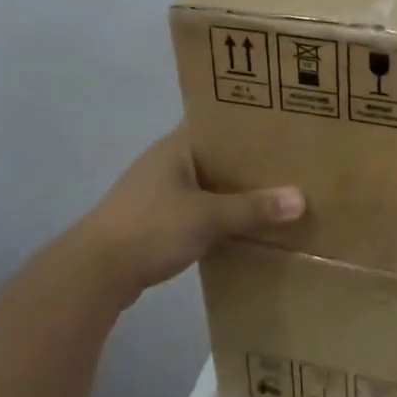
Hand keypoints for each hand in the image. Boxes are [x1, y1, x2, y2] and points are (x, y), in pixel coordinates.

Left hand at [71, 126, 304, 305]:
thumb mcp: (208, 217)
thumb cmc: (151, 228)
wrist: (95, 273)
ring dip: (231, 190)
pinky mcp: (152, 219)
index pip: (216, 122)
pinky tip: (240, 225)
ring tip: (271, 194)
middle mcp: (165, 161)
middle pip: (214, 154)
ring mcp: (156, 191)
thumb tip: (300, 199)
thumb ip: (252, 208)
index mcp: (175, 146)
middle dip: (246, 161)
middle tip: (288, 163)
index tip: (281, 126)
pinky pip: (194, 208)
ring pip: (204, 183)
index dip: (246, 123)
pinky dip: (215, 213)